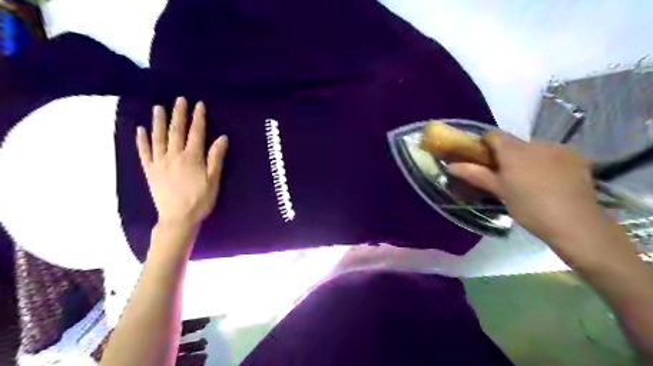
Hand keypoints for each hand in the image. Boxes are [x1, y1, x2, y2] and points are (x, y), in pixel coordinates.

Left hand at [134, 97, 228, 228]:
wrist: (179, 218)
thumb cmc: (201, 199)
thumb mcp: (214, 179)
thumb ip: (216, 157)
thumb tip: (222, 137)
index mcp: (192, 157)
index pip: (196, 133)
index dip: (198, 118)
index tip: (199, 104)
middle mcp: (174, 155)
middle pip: (176, 131)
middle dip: (179, 114)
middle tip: (179, 99)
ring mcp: (159, 162)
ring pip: (158, 138)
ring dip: (158, 122)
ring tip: (158, 108)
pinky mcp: (150, 171)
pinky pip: (144, 152)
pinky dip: (141, 140)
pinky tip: (140, 130)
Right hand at [446, 130, 603, 244]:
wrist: (574, 223)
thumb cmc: (529, 207)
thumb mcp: (499, 191)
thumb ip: (475, 174)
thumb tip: (451, 166)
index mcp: (514, 151)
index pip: (493, 135)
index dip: (484, 144)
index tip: (482, 159)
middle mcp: (536, 143)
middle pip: (514, 142)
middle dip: (507, 154)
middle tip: (504, 175)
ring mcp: (559, 149)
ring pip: (535, 148)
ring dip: (527, 158)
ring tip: (529, 180)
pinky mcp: (577, 157)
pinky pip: (554, 153)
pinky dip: (547, 162)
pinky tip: (550, 180)